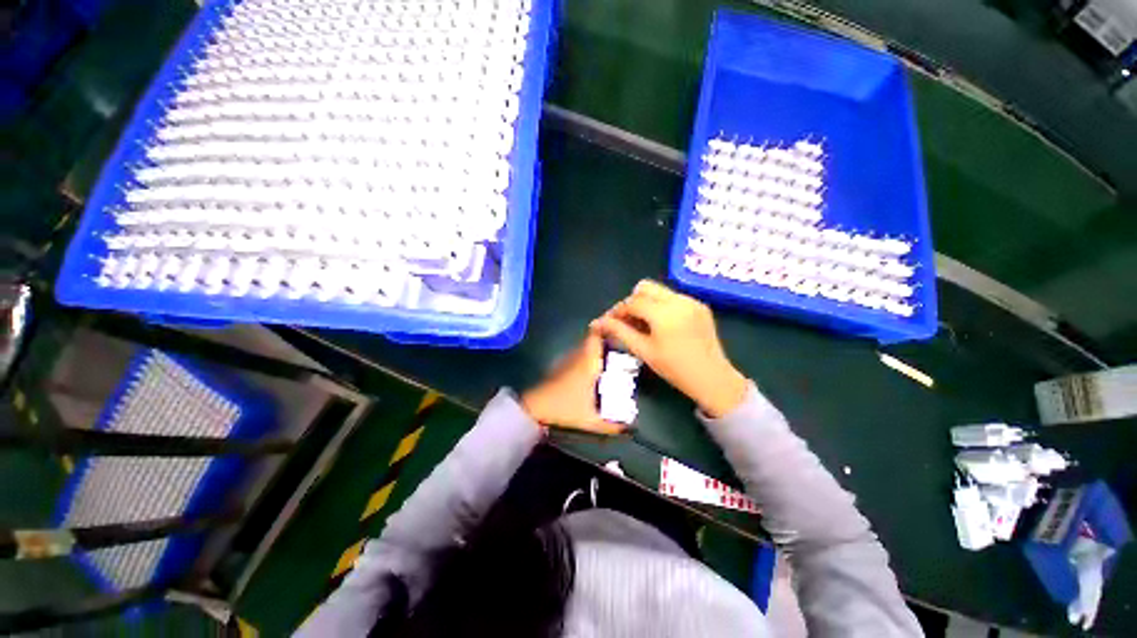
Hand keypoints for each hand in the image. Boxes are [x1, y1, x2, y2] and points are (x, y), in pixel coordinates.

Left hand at [521, 331, 624, 434]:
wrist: (536, 408)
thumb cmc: (565, 408)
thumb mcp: (591, 420)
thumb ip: (613, 425)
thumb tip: (631, 427)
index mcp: (588, 363)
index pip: (597, 336)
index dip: (607, 328)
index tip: (621, 329)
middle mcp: (579, 356)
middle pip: (594, 340)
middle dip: (608, 341)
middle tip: (622, 348)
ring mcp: (569, 359)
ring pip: (586, 347)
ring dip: (598, 349)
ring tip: (612, 357)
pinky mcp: (562, 365)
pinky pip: (579, 355)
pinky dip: (588, 357)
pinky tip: (595, 370)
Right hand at [593, 280, 747, 417]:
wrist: (712, 378)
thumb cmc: (674, 368)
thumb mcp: (643, 351)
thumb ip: (619, 332)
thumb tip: (597, 323)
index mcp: (664, 313)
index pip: (632, 302)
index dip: (617, 310)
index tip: (609, 322)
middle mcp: (679, 300)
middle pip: (645, 288)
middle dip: (631, 302)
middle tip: (626, 320)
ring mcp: (691, 301)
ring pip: (659, 290)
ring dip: (646, 302)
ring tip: (643, 323)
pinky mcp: (699, 305)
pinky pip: (673, 297)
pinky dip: (661, 306)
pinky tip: (661, 324)